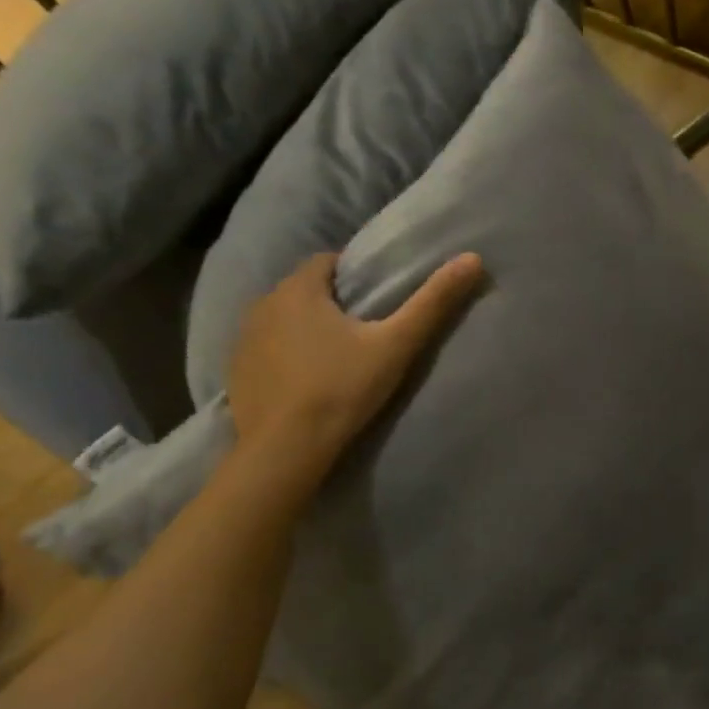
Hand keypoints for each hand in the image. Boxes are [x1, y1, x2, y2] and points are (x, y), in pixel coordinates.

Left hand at [227, 250, 482, 487]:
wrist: (286, 448)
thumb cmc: (343, 388)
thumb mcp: (396, 345)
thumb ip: (433, 302)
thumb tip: (473, 259)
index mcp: (299, 289)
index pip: (328, 262)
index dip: (355, 275)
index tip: (379, 300)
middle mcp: (263, 304)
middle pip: (304, 290)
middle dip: (331, 302)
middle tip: (365, 331)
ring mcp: (243, 339)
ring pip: (283, 320)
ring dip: (305, 328)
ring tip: (336, 356)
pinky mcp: (235, 372)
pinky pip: (266, 350)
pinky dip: (285, 356)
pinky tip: (306, 382)